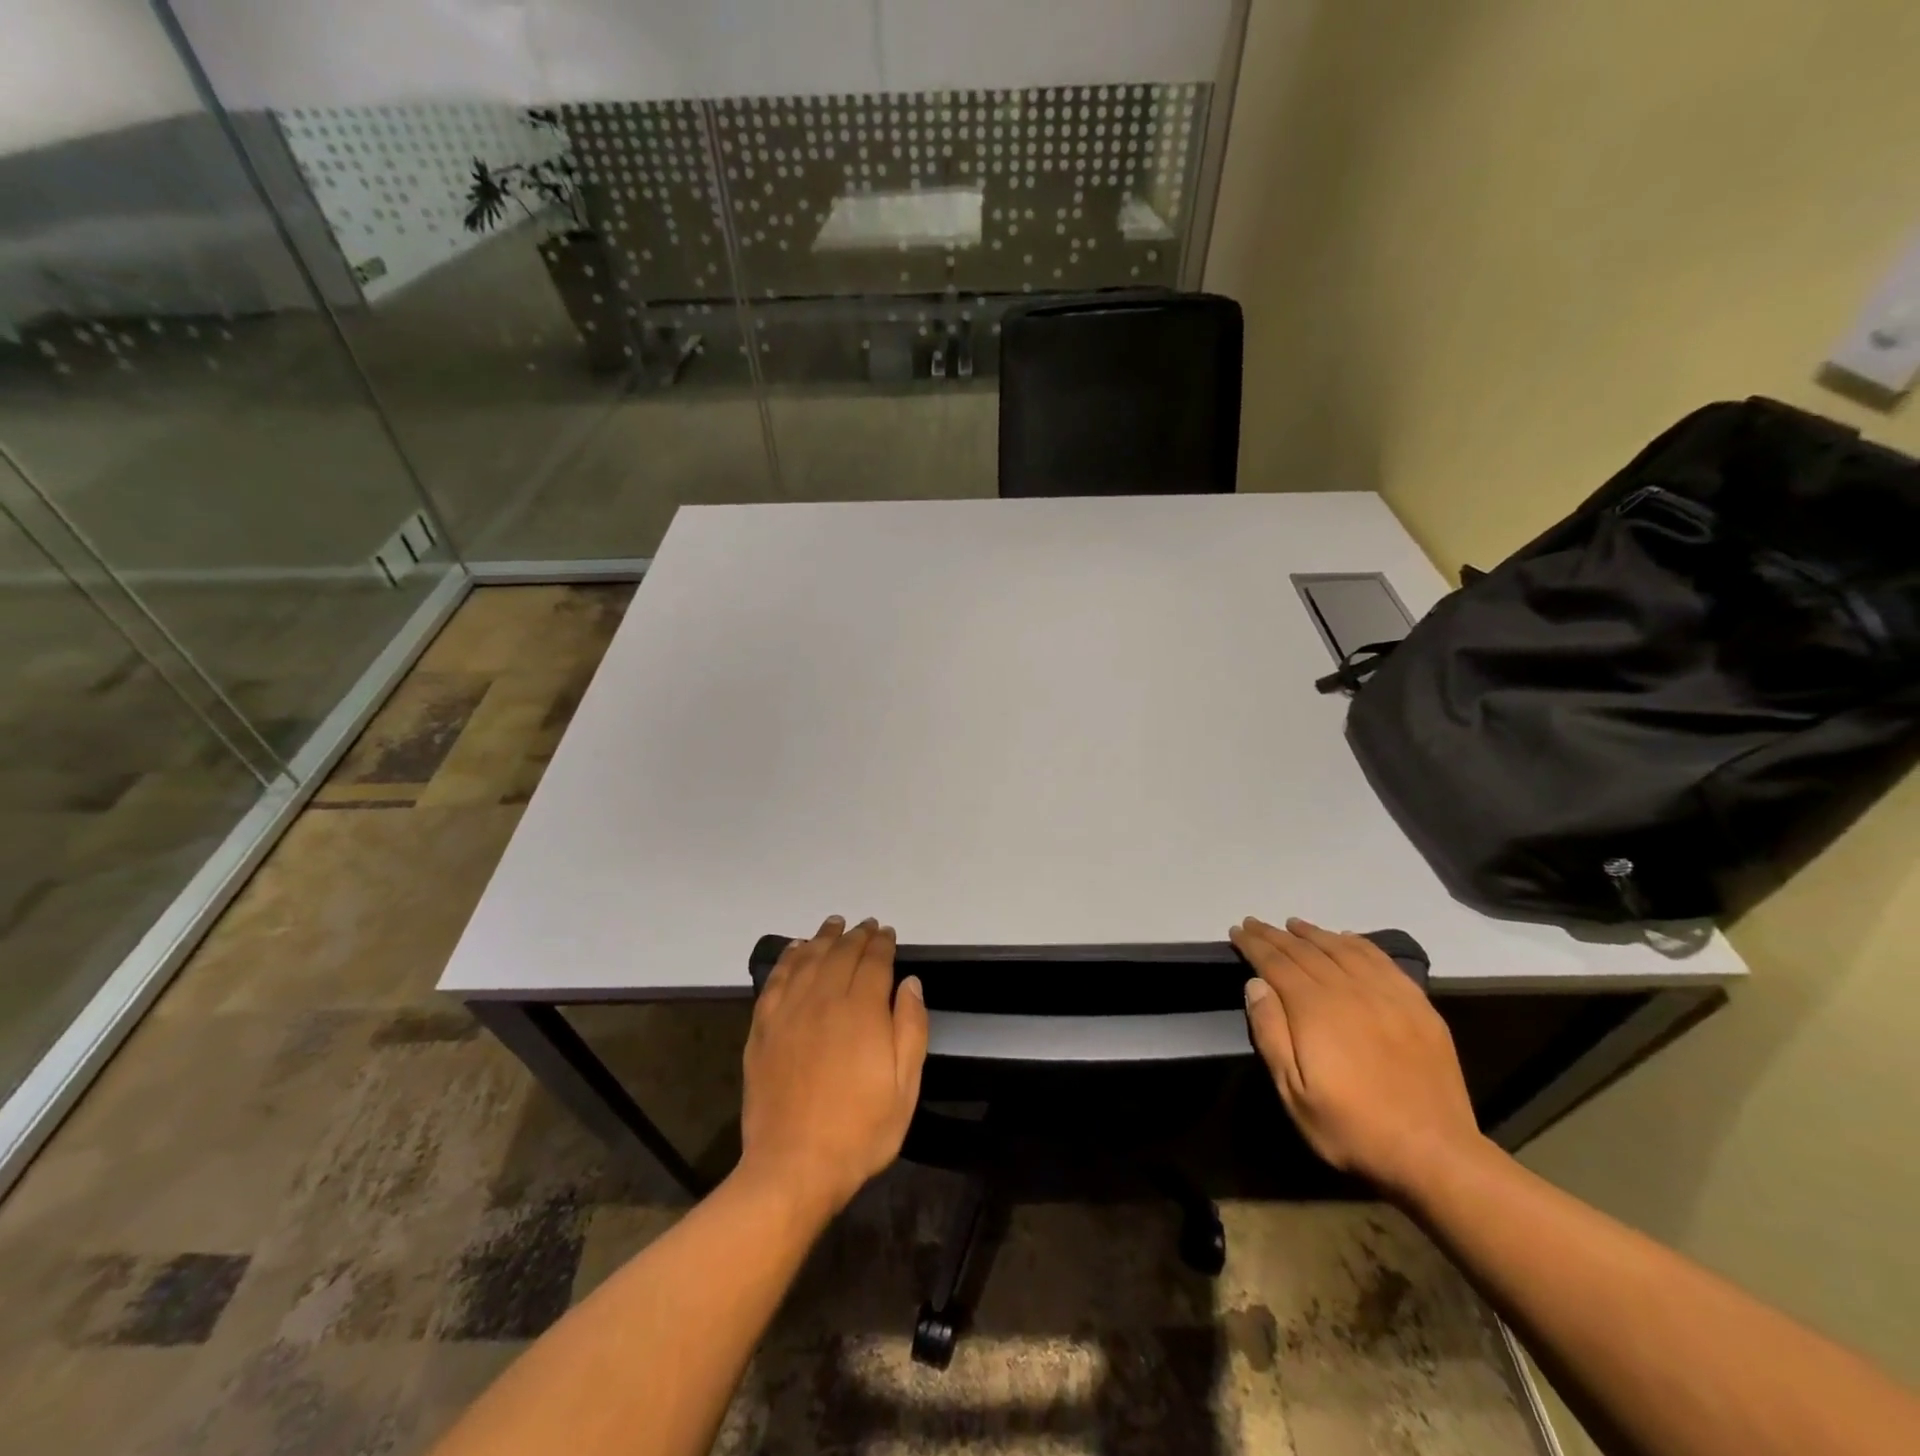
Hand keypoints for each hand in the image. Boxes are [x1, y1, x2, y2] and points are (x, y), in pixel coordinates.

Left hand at [737, 916, 928, 1221]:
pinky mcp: (764, 1028)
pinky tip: (795, 950)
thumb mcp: (905, 1086)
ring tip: (833, 924)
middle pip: (841, 953)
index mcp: (862, 1010)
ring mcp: (789, 1012)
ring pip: (808, 959)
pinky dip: (788, 959)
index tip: (888, 932)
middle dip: (857, 935)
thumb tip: (910, 983)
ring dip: (823, 937)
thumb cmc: (859, 1130)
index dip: (882, 943)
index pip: (874, 961)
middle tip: (866, 925)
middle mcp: (825, 999)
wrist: (793, 1166)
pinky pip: (776, 980)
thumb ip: (911, 1028)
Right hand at [1231, 916, 1483, 1198]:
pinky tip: (1346, 938)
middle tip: (1255, 923)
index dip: (1254, 944)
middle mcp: (1349, 990)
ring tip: (1294, 925)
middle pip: (1305, 951)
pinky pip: (1381, 960)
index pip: (1276, 963)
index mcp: (1314, 1008)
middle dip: (1275, 935)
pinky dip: (1358, 943)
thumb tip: (1255, 984)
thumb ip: (1271, 1033)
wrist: (1435, 1153)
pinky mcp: (1417, 1006)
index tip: (1237, 930)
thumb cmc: (1352, 1126)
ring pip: (1342, 949)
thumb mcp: (1293, 1092)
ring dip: (1314, 933)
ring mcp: (1387, 995)